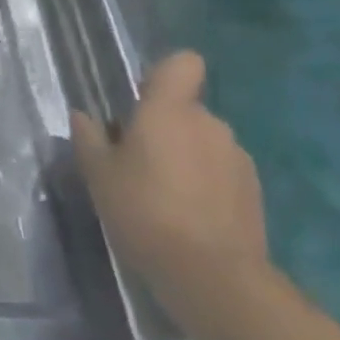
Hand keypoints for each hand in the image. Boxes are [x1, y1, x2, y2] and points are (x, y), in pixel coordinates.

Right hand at [71, 52, 270, 339]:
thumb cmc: (143, 210)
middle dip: (163, 126)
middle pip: (186, 109)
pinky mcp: (254, 192)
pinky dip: (204, 183)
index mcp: (169, 111)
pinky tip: (186, 214)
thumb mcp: (98, 173)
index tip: (140, 99)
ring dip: (185, 155)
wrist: (212, 276)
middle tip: (135, 159)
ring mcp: (237, 158)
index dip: (163, 74)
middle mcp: (210, 124)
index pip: (182, 64)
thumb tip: (84, 116)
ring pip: (203, 141)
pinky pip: (220, 170)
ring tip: (161, 192)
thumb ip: (89, 138)